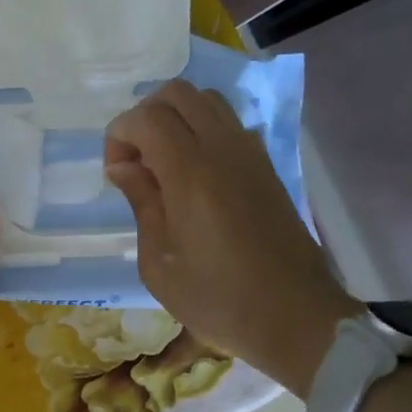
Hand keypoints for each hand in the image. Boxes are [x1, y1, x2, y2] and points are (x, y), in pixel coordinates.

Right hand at [105, 80, 357, 396]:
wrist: (296, 318)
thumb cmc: (218, 299)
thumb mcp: (159, 263)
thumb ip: (141, 204)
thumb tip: (124, 167)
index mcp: (191, 172)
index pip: (146, 117)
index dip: (119, 135)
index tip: (116, 174)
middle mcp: (223, 149)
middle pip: (177, 94)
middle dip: (145, 115)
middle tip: (136, 160)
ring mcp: (251, 154)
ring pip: (207, 101)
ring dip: (176, 118)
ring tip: (163, 162)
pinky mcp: (267, 166)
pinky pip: (230, 124)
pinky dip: (203, 130)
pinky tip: (195, 174)